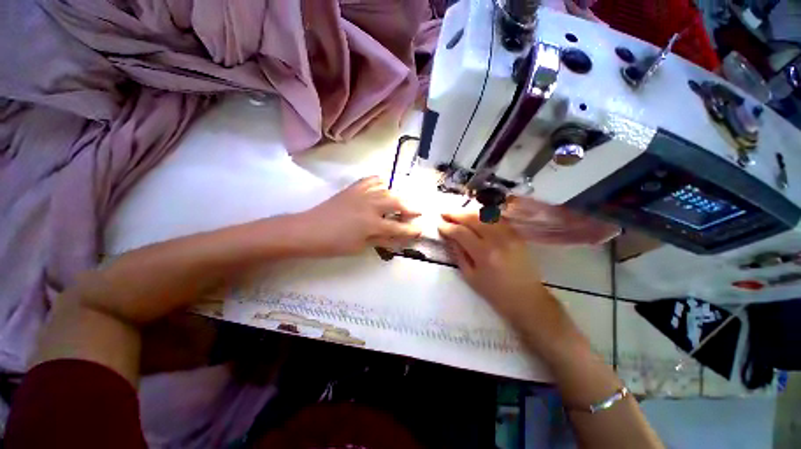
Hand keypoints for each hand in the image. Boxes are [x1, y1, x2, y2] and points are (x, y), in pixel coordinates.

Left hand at [296, 176, 421, 256]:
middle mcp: (371, 206)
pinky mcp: (353, 188)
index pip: (399, 228)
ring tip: (399, 202)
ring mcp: (362, 194)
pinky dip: (380, 183)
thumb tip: (395, 237)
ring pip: (386, 190)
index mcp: (372, 224)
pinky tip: (381, 188)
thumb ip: (380, 240)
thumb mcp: (360, 247)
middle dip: (410, 208)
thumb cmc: (334, 244)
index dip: (411, 230)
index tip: (420, 231)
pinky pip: (370, 180)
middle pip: (397, 203)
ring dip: (396, 196)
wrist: (308, 230)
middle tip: (417, 211)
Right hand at [438, 212, 560, 334]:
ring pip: (486, 215)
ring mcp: (509, 235)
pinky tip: (476, 216)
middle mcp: (497, 240)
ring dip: (469, 212)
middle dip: (456, 214)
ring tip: (458, 214)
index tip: (439, 224)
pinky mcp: (517, 235)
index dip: (448, 227)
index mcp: (484, 254)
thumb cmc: (495, 292)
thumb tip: (449, 237)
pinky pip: (498, 219)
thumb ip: (458, 254)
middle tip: (445, 213)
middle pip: (473, 218)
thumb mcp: (470, 277)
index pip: (461, 232)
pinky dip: (484, 215)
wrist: (526, 299)